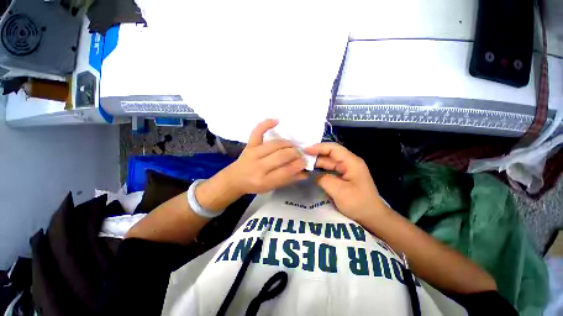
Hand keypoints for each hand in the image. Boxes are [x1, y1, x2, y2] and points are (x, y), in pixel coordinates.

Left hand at [224, 119, 307, 194]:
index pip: (286, 171)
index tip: (305, 162)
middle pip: (281, 156)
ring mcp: (253, 153)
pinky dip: (266, 124)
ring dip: (288, 144)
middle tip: (301, 154)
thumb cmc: (255, 185)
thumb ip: (288, 180)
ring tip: (294, 146)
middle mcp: (258, 166)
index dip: (298, 165)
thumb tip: (305, 173)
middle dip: (295, 153)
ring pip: (275, 144)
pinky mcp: (249, 145)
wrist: (235, 179)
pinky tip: (277, 120)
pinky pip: (257, 132)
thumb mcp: (272, 187)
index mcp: (264, 181)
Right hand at [305, 142, 387, 221]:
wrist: (372, 217)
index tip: (305, 150)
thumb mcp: (339, 191)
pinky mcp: (344, 177)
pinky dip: (321, 170)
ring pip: (329, 162)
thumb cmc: (358, 203)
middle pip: (330, 154)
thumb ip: (323, 179)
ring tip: (303, 164)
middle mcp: (349, 163)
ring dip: (317, 163)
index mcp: (351, 162)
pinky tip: (312, 172)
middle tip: (301, 158)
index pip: (333, 148)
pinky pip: (330, 170)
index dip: (318, 147)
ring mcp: (347, 170)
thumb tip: (313, 174)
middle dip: (316, 155)